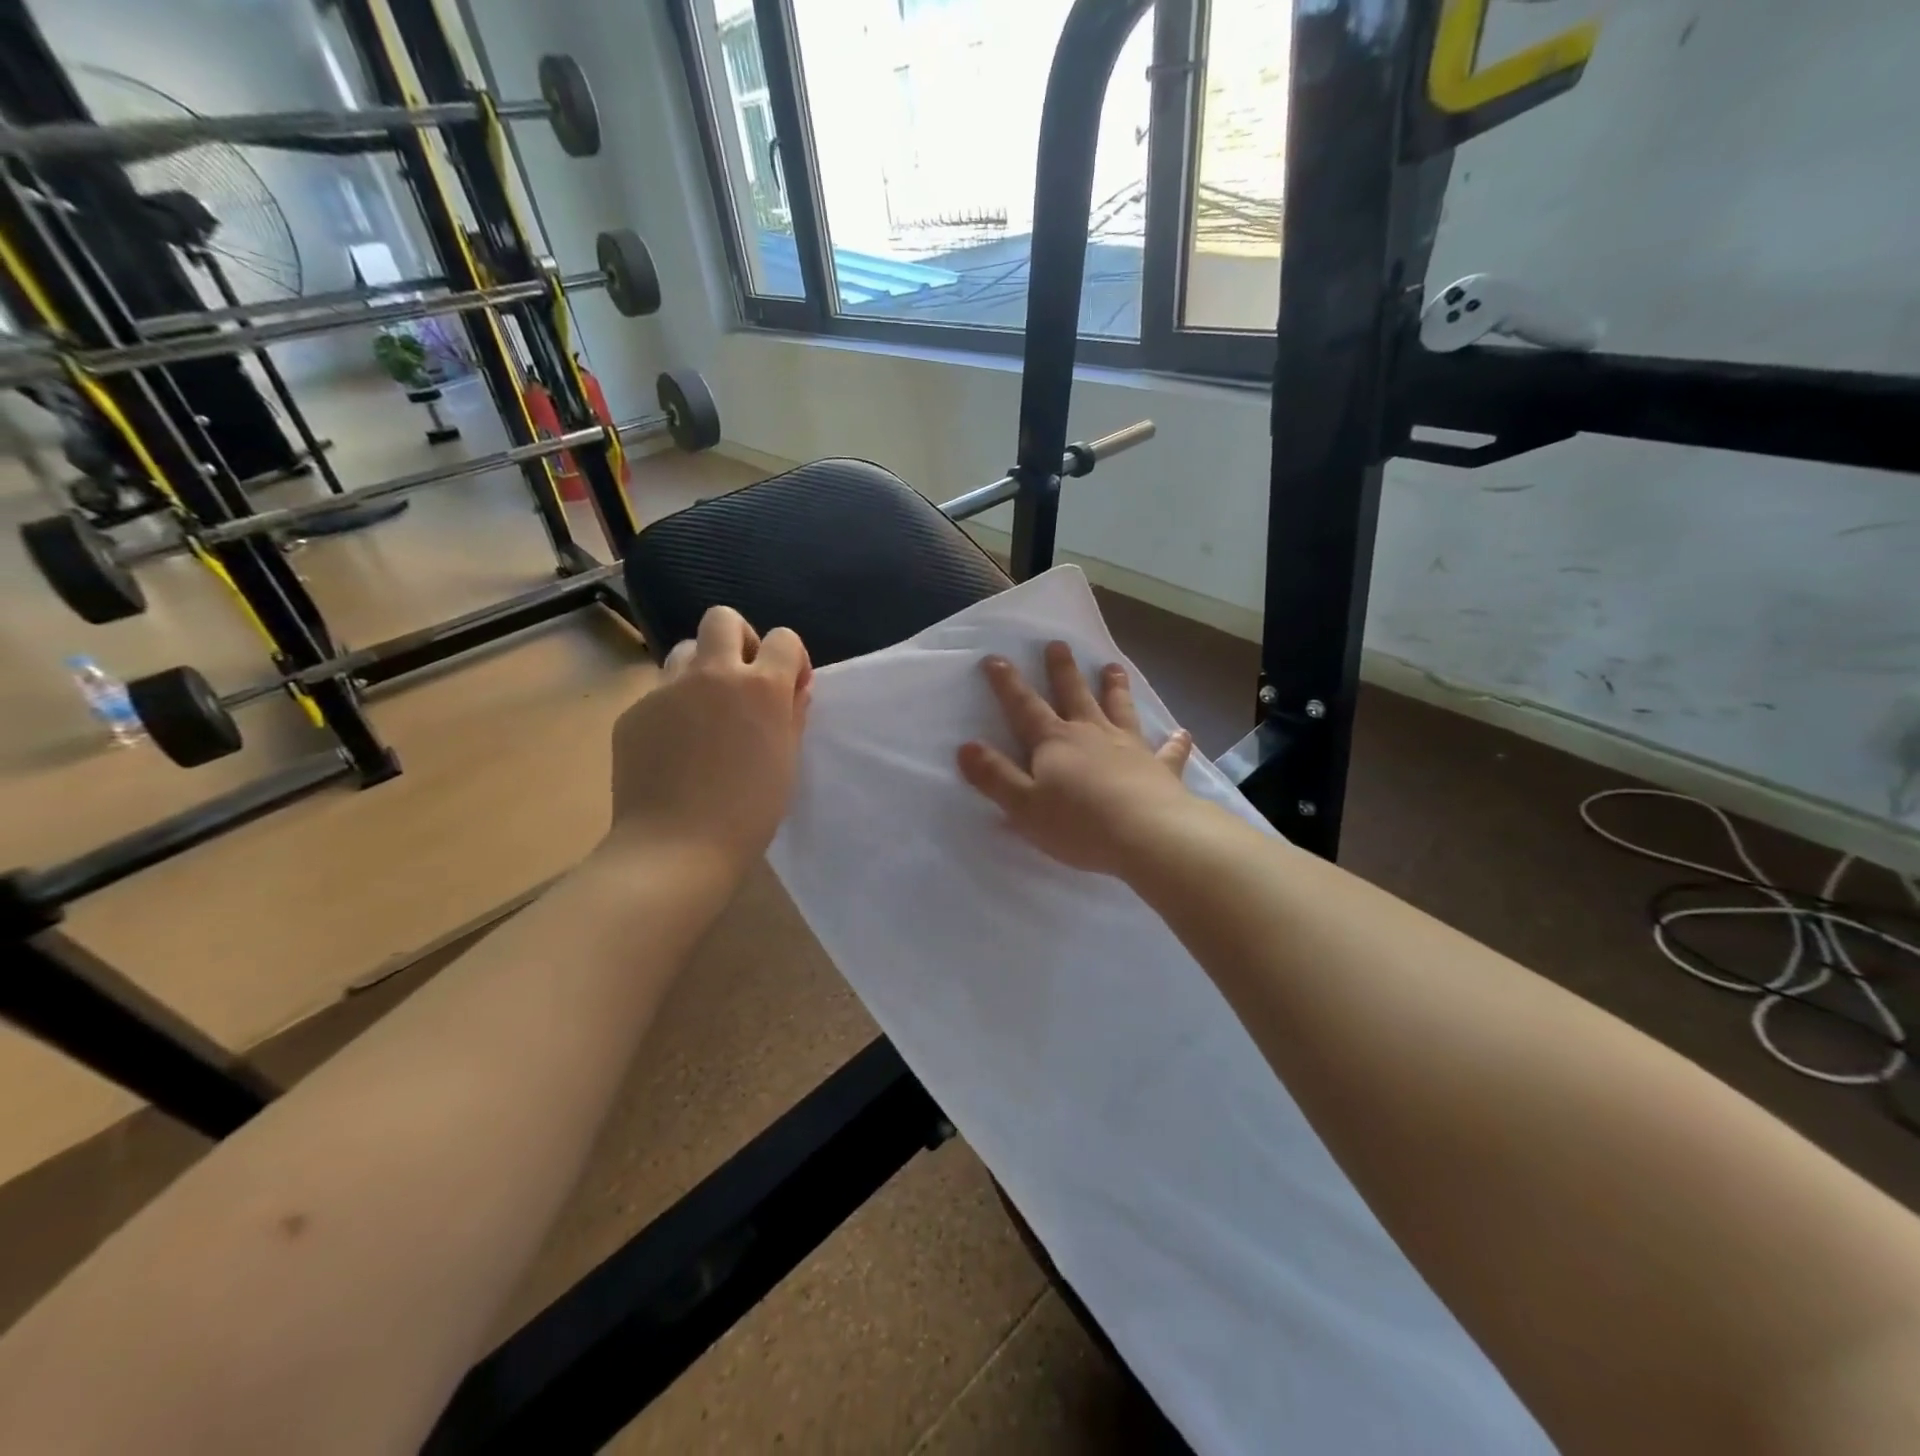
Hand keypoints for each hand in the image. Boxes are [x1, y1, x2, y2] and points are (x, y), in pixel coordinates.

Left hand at [604, 607, 812, 880]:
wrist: (678, 847)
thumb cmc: (750, 811)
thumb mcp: (787, 760)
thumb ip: (792, 714)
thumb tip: (792, 689)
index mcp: (760, 686)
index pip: (784, 638)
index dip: (790, 659)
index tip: (789, 689)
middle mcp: (713, 674)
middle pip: (722, 619)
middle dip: (739, 639)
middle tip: (742, 682)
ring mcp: (667, 690)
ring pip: (685, 651)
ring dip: (702, 670)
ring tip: (706, 714)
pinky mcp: (634, 712)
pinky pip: (659, 695)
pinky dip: (673, 709)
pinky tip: (676, 749)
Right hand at [958, 641, 1195, 877]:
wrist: (1146, 836)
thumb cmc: (1077, 824)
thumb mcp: (1023, 805)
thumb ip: (994, 776)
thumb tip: (965, 747)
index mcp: (1055, 742)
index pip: (1024, 707)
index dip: (1007, 684)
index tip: (996, 658)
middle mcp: (1092, 734)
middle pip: (1074, 695)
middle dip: (1062, 670)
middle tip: (1058, 644)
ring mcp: (1129, 748)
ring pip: (1119, 709)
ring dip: (1114, 688)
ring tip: (1113, 667)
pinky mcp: (1160, 769)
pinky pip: (1168, 751)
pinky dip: (1175, 742)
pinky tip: (1182, 733)